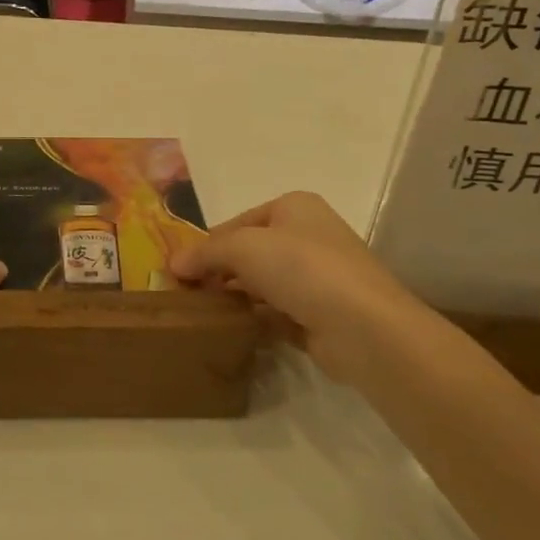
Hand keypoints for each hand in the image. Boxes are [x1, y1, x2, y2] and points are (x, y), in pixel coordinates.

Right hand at [170, 192, 421, 385]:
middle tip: (185, 295)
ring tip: (200, 316)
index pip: (237, 223)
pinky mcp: (320, 315)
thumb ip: (206, 253)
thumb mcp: (244, 247)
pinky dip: (255, 320)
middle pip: (249, 253)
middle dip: (218, 272)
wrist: (365, 327)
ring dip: (234, 298)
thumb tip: (174, 264)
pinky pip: (277, 313)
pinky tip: (230, 332)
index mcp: (294, 208)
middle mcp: (308, 236)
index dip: (206, 245)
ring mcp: (318, 278)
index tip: (177, 271)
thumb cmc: (303, 268)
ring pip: (262, 284)